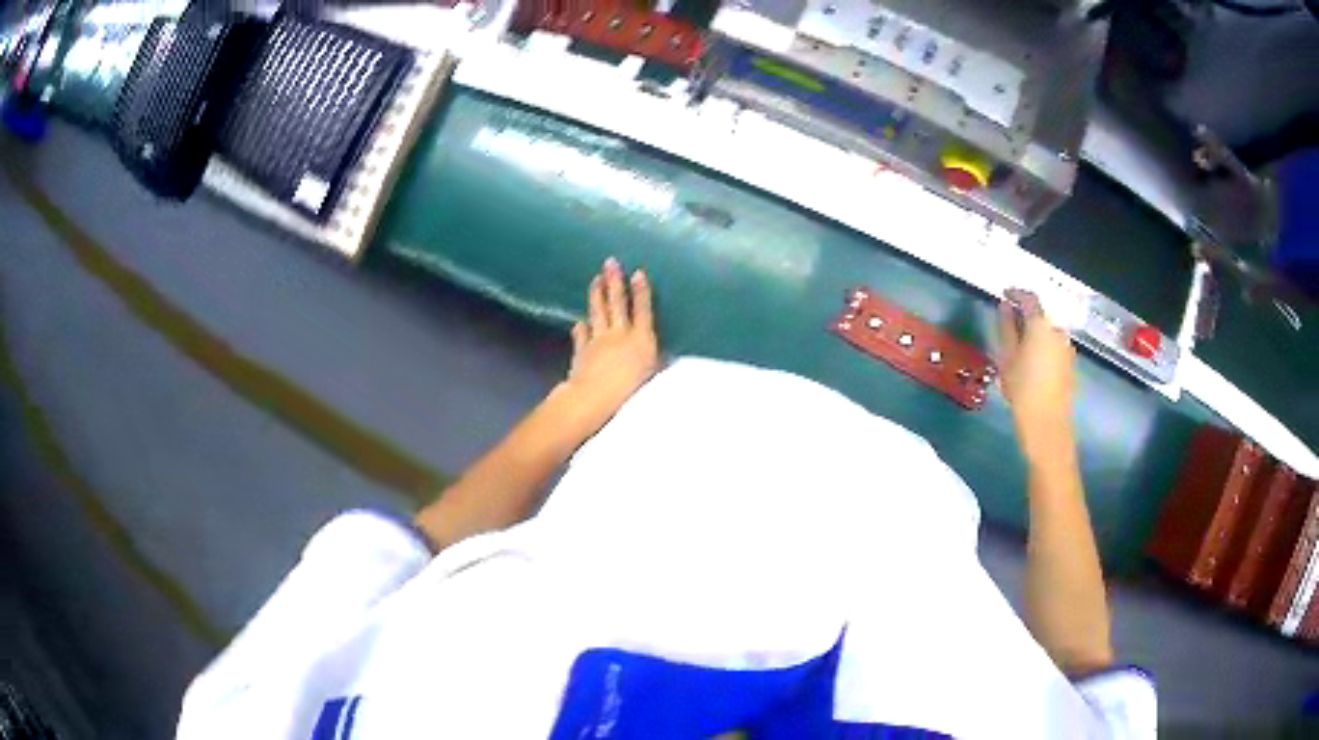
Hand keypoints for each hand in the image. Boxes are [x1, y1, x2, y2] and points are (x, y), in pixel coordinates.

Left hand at [557, 257, 658, 432]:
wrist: (595, 398)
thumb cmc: (632, 391)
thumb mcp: (654, 375)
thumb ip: (657, 360)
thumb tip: (664, 353)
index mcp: (641, 339)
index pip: (642, 310)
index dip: (641, 291)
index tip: (637, 273)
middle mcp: (619, 334)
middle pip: (617, 303)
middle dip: (614, 281)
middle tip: (610, 262)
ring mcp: (598, 341)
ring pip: (598, 312)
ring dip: (597, 294)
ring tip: (595, 279)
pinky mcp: (582, 351)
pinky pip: (581, 335)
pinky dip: (580, 328)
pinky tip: (579, 322)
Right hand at [997, 288, 1076, 464]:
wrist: (1047, 424)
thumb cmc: (1022, 390)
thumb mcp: (1007, 357)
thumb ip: (1006, 327)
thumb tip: (1005, 305)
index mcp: (1041, 325)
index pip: (1029, 297)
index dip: (1016, 293)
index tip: (1004, 295)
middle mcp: (1057, 331)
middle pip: (1040, 315)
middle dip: (1025, 316)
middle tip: (1008, 325)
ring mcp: (1066, 348)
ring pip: (1047, 332)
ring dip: (1034, 333)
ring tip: (1018, 348)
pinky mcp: (1070, 364)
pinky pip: (1054, 346)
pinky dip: (1042, 347)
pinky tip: (1032, 364)